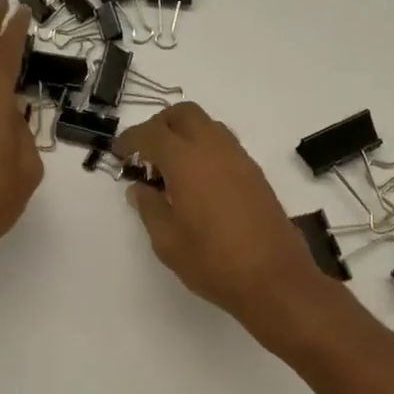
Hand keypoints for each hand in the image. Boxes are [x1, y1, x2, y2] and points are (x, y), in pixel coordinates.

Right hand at [114, 102, 333, 333]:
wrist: (273, 278)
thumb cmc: (212, 261)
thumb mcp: (167, 241)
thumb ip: (149, 208)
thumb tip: (140, 189)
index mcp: (186, 161)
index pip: (152, 133)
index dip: (131, 139)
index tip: (119, 154)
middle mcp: (214, 149)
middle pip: (184, 114)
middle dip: (160, 125)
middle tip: (145, 153)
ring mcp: (240, 159)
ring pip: (208, 125)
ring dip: (185, 135)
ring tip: (170, 168)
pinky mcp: (255, 174)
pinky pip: (224, 145)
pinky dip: (204, 149)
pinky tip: (196, 182)